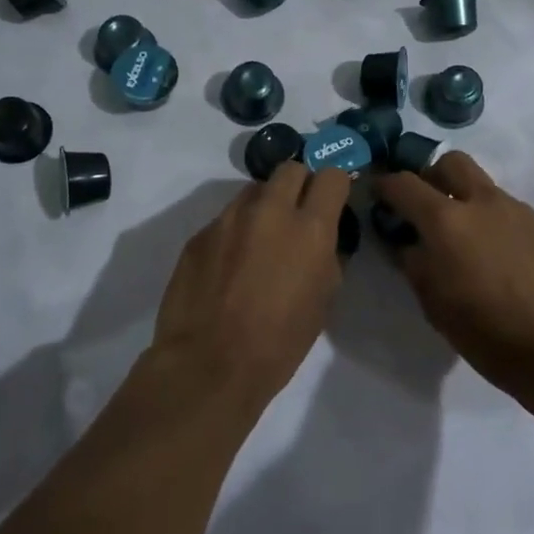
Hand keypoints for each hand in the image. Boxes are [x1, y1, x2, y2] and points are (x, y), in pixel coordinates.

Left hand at [149, 162, 350, 405]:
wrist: (208, 365)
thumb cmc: (278, 343)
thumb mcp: (322, 302)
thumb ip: (326, 258)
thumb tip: (322, 241)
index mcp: (309, 228)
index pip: (330, 175)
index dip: (334, 185)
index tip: (332, 200)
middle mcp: (269, 211)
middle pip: (290, 169)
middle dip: (299, 184)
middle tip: (297, 215)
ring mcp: (229, 219)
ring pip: (253, 191)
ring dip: (264, 207)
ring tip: (259, 243)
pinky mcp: (199, 234)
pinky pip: (225, 219)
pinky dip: (234, 233)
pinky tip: (228, 267)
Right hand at [373, 153, 533, 390]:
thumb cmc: (484, 329)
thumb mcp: (432, 301)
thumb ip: (413, 262)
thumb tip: (407, 242)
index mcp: (446, 219)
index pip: (404, 183)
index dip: (384, 185)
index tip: (377, 194)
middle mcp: (480, 201)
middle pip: (449, 162)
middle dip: (429, 175)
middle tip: (421, 204)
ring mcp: (513, 209)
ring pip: (479, 181)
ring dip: (460, 194)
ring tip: (455, 233)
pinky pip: (500, 205)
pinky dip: (484, 215)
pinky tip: (485, 251)